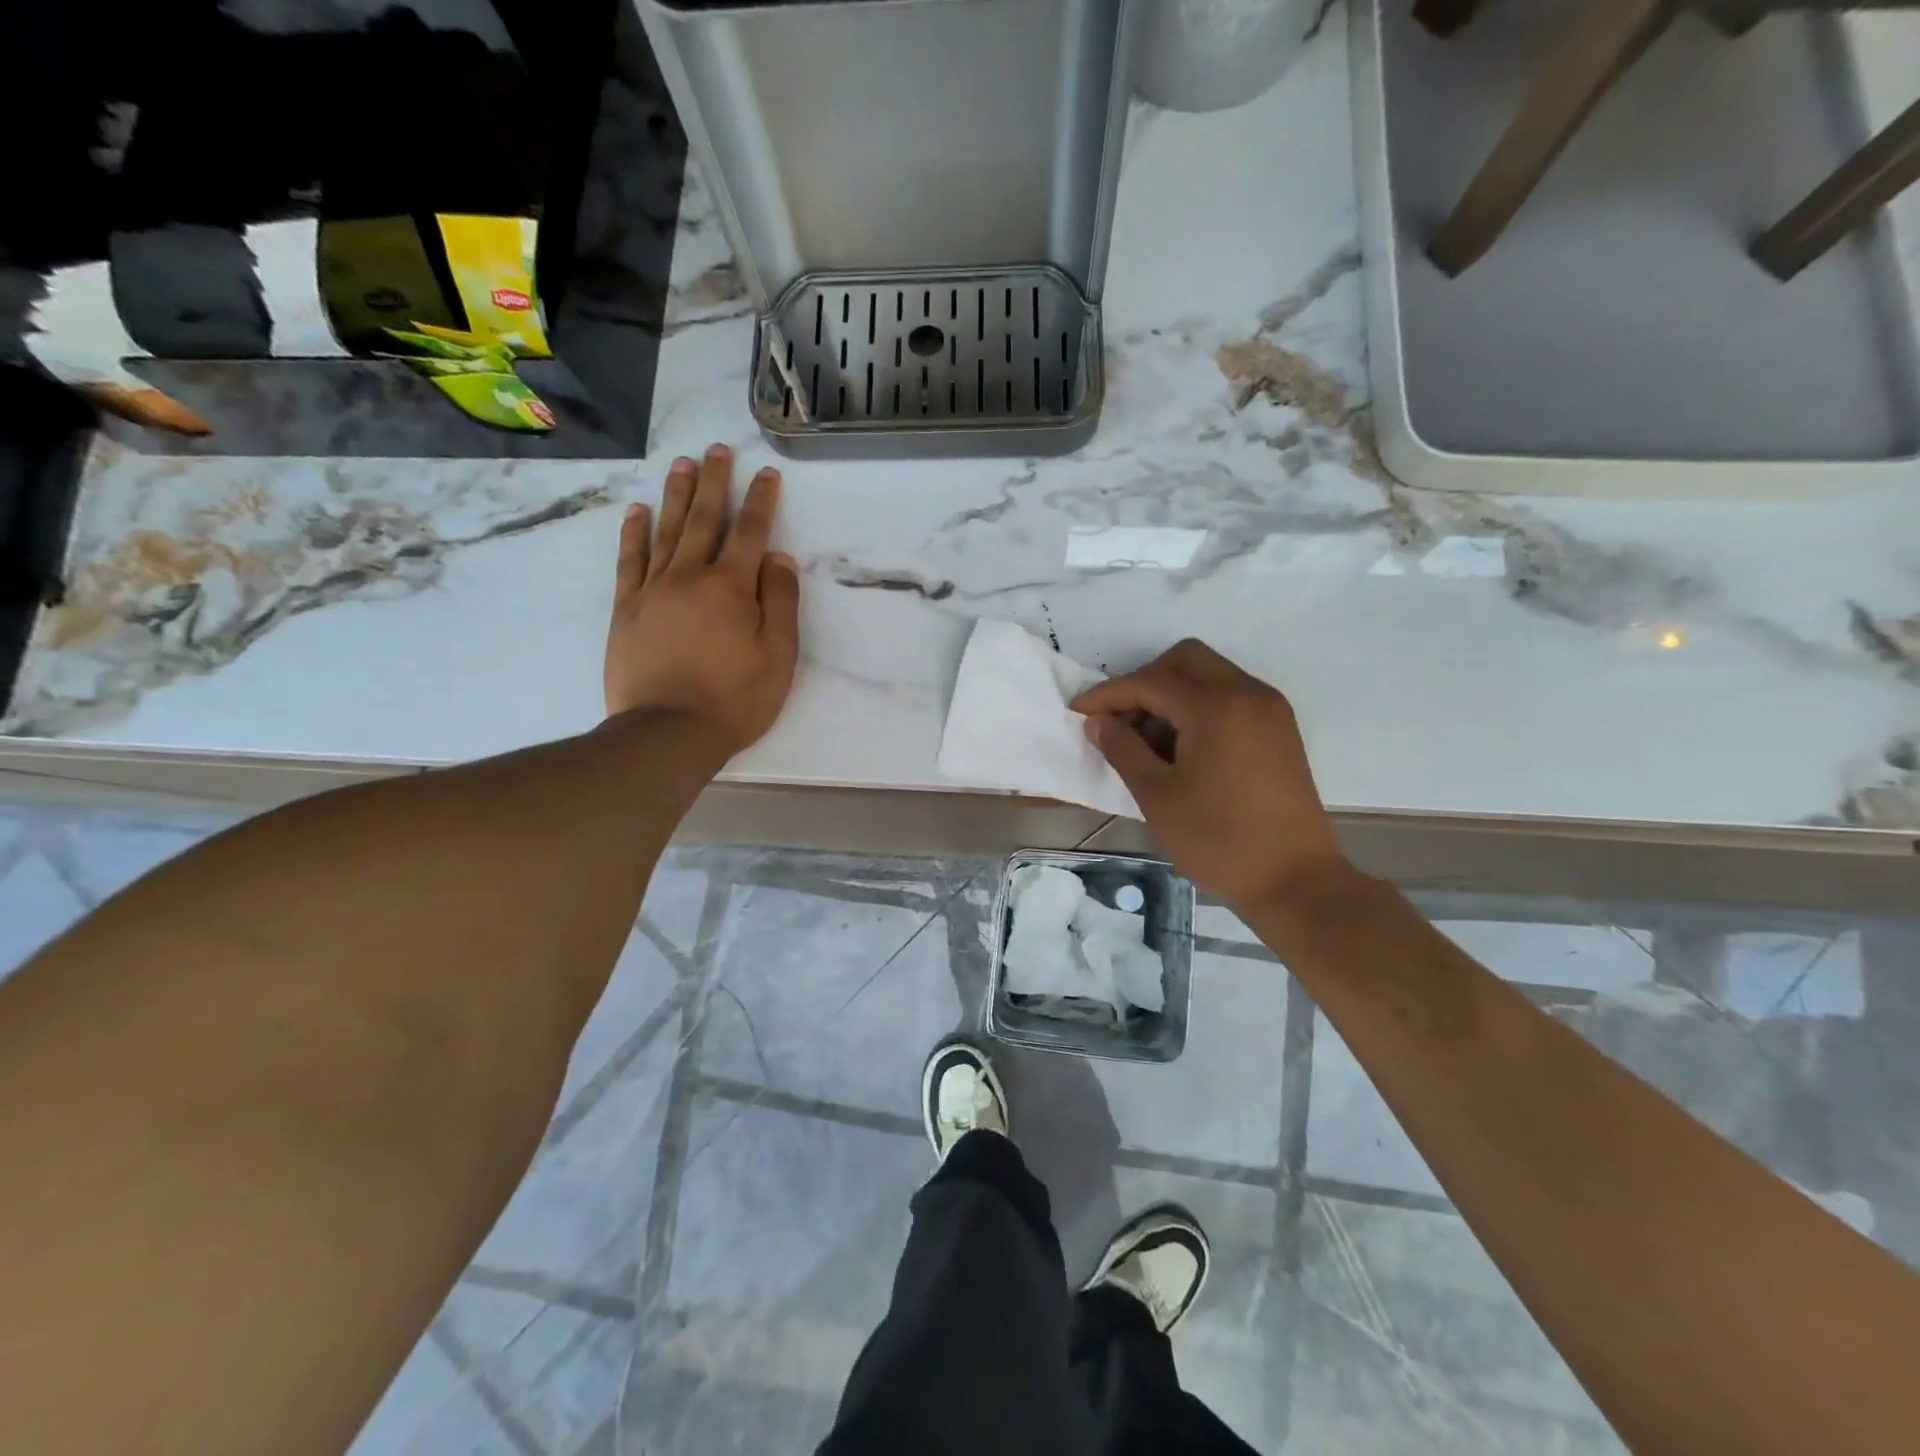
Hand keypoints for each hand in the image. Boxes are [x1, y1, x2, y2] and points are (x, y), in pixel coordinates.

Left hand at [605, 444, 801, 755]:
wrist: (667, 732)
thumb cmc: (734, 699)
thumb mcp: (778, 657)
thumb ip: (780, 602)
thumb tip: (778, 558)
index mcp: (732, 588)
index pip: (751, 533)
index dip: (761, 501)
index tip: (766, 474)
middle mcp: (690, 576)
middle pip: (704, 519)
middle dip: (714, 482)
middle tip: (717, 450)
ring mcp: (653, 590)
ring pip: (665, 531)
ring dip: (675, 495)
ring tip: (682, 465)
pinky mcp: (626, 608)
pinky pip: (630, 560)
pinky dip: (634, 533)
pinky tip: (637, 512)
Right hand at [1071, 639, 1348, 912]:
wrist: (1295, 880)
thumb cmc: (1219, 840)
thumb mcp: (1157, 796)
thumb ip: (1122, 749)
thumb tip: (1098, 721)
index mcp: (1216, 707)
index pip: (1150, 682)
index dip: (1108, 694)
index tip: (1077, 711)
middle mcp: (1247, 693)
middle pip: (1184, 660)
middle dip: (1144, 682)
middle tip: (1119, 722)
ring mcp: (1269, 709)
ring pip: (1209, 676)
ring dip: (1171, 695)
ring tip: (1147, 742)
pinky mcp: (1279, 729)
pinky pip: (1230, 697)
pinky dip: (1198, 708)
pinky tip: (1181, 748)